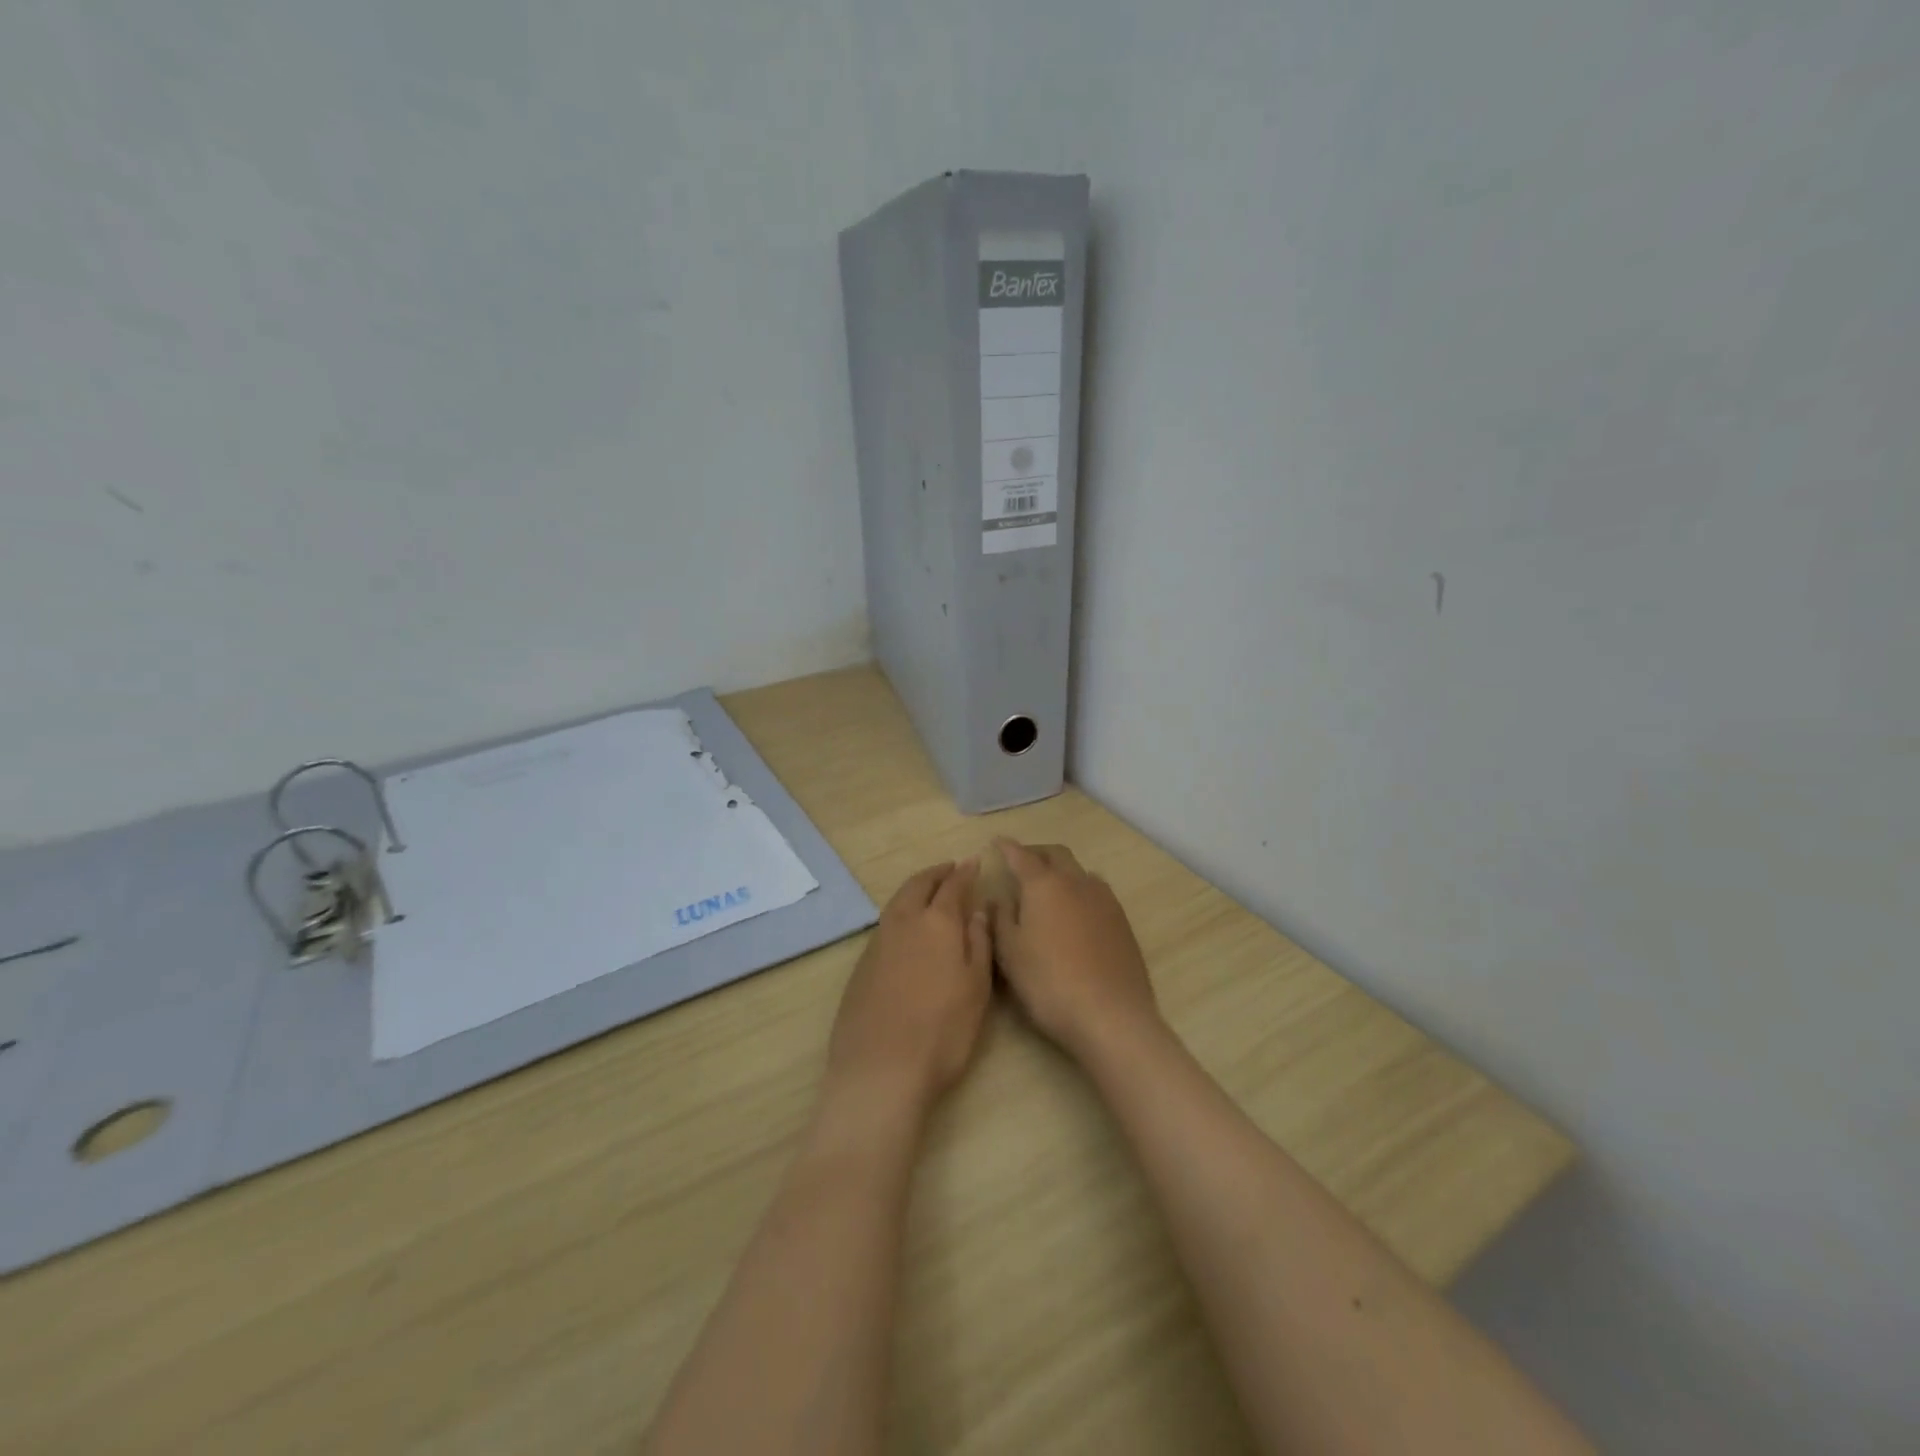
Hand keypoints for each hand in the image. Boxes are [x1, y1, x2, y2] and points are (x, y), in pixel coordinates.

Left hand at [825, 860, 992, 1117]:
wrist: (880, 1070)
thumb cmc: (942, 1031)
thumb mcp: (976, 988)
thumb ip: (978, 942)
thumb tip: (978, 909)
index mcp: (937, 923)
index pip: (952, 886)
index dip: (964, 873)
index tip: (973, 862)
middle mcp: (903, 923)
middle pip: (918, 885)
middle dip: (936, 873)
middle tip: (950, 869)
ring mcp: (877, 943)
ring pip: (897, 902)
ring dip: (915, 890)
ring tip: (929, 892)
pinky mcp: (861, 966)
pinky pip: (885, 924)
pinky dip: (900, 913)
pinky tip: (907, 929)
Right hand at [988, 839, 1161, 1060]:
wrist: (1111, 1015)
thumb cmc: (1049, 983)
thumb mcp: (1010, 953)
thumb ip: (1001, 919)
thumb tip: (999, 898)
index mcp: (1044, 885)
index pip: (1022, 856)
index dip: (1007, 848)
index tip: (997, 842)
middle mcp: (1077, 882)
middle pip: (1056, 854)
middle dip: (1037, 852)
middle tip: (1021, 861)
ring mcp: (1104, 900)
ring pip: (1080, 871)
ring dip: (1062, 870)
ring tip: (1049, 886)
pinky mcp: (1122, 921)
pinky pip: (1096, 892)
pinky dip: (1079, 890)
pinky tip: (1074, 912)